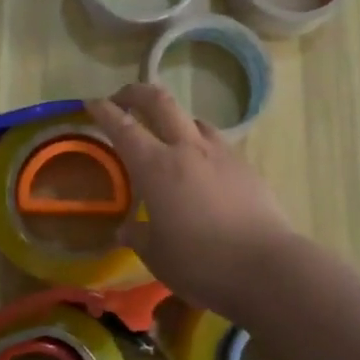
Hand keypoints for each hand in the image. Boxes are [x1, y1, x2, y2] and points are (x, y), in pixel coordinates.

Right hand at [86, 84, 298, 314]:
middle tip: (123, 97)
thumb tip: (125, 230)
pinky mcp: (245, 166)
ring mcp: (221, 153)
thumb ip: (138, 236)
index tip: (91, 102)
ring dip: (173, 118)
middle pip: (160, 102)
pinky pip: (216, 142)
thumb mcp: (158, 255)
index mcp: (156, 167)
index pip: (123, 127)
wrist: (267, 267)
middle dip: (137, 92)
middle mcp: (187, 149)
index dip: (104, 111)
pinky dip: (200, 144)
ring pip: (192, 118)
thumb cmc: (201, 263)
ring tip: (167, 135)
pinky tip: (203, 167)